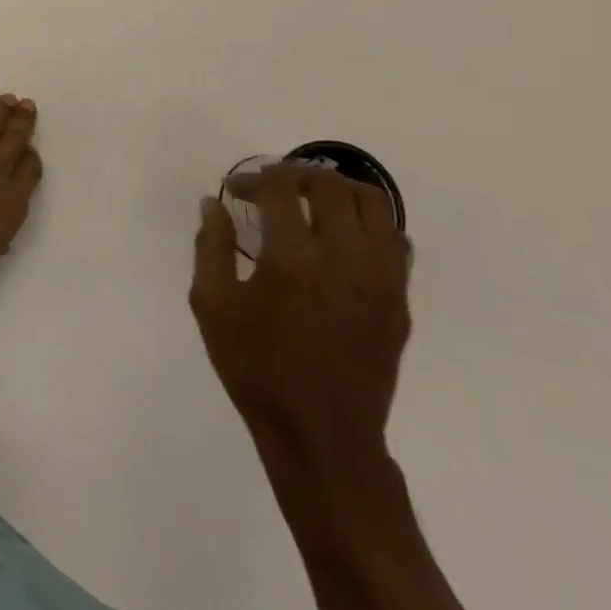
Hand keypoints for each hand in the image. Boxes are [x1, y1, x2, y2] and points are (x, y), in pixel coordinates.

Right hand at [190, 165, 409, 459]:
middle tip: (272, 187)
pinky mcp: (399, 299)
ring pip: (373, 205)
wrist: (321, 434)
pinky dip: (369, 223)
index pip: (279, 189)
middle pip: (330, 186)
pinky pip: (395, 240)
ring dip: (339, 190)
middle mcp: (344, 257)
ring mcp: (380, 278)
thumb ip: (211, 247)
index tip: (234, 190)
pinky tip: (342, 238)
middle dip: (296, 175)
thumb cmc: (257, 368)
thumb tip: (213, 204)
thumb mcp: (212, 306)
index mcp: (293, 258)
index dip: (253, 178)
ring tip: (312, 200)